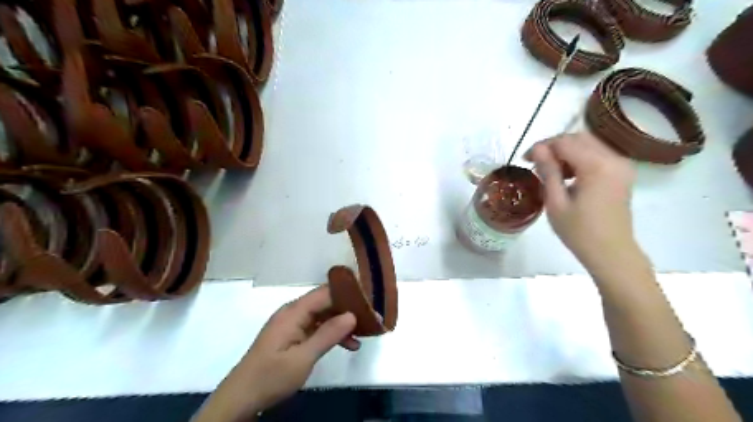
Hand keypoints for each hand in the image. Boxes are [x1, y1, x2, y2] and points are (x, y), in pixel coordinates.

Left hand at [194, 285, 358, 419]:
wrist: (241, 398)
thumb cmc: (271, 377)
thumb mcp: (303, 358)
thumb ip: (328, 335)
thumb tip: (352, 315)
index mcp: (293, 312)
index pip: (325, 293)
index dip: (347, 295)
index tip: (369, 302)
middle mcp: (293, 312)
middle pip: (325, 302)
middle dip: (348, 309)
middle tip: (371, 318)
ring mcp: (293, 324)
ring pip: (323, 315)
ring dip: (342, 323)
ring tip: (364, 333)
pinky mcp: (293, 335)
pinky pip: (317, 327)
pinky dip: (332, 334)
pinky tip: (349, 344)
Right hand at [526, 132, 637, 275]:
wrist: (611, 253)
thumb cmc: (579, 232)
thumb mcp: (556, 202)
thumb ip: (548, 171)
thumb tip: (537, 148)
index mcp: (597, 166)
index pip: (565, 142)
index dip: (542, 146)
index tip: (525, 159)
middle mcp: (614, 159)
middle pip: (579, 138)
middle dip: (554, 145)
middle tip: (534, 162)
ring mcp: (621, 165)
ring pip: (589, 144)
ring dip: (566, 151)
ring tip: (548, 169)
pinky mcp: (622, 173)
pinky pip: (598, 154)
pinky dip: (579, 158)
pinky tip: (567, 174)